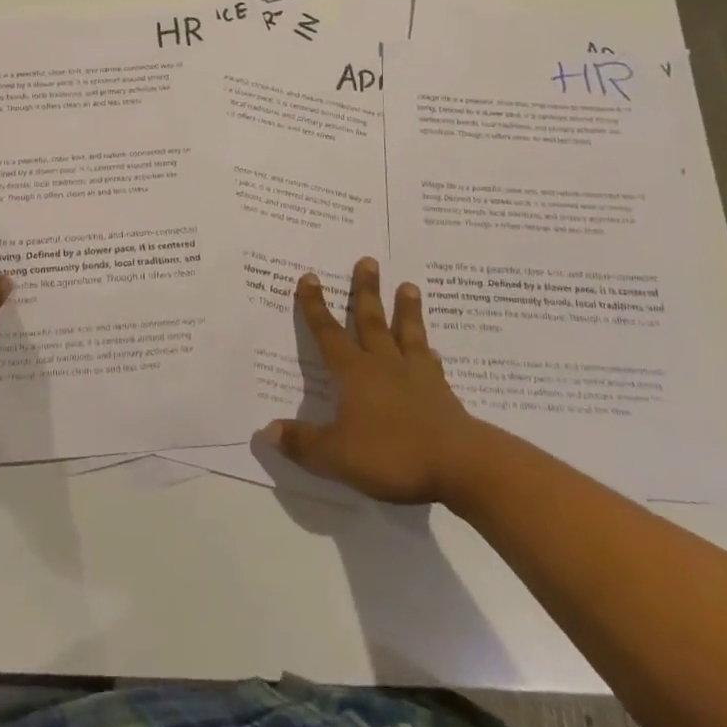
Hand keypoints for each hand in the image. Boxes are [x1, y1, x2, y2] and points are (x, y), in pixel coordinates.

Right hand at [260, 259, 474, 503]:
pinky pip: (432, 365)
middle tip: (368, 260)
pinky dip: (429, 354)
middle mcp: (384, 365)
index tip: (310, 277)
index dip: (316, 306)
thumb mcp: (336, 456)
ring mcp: (417, 377)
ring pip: (408, 334)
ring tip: (409, 286)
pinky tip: (433, 351)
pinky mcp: (443, 395)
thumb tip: (264, 431)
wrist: (461, 466)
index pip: (328, 333)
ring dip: (406, 310)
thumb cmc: (393, 455)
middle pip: (372, 321)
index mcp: (355, 373)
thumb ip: (302, 442)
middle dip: (366, 291)